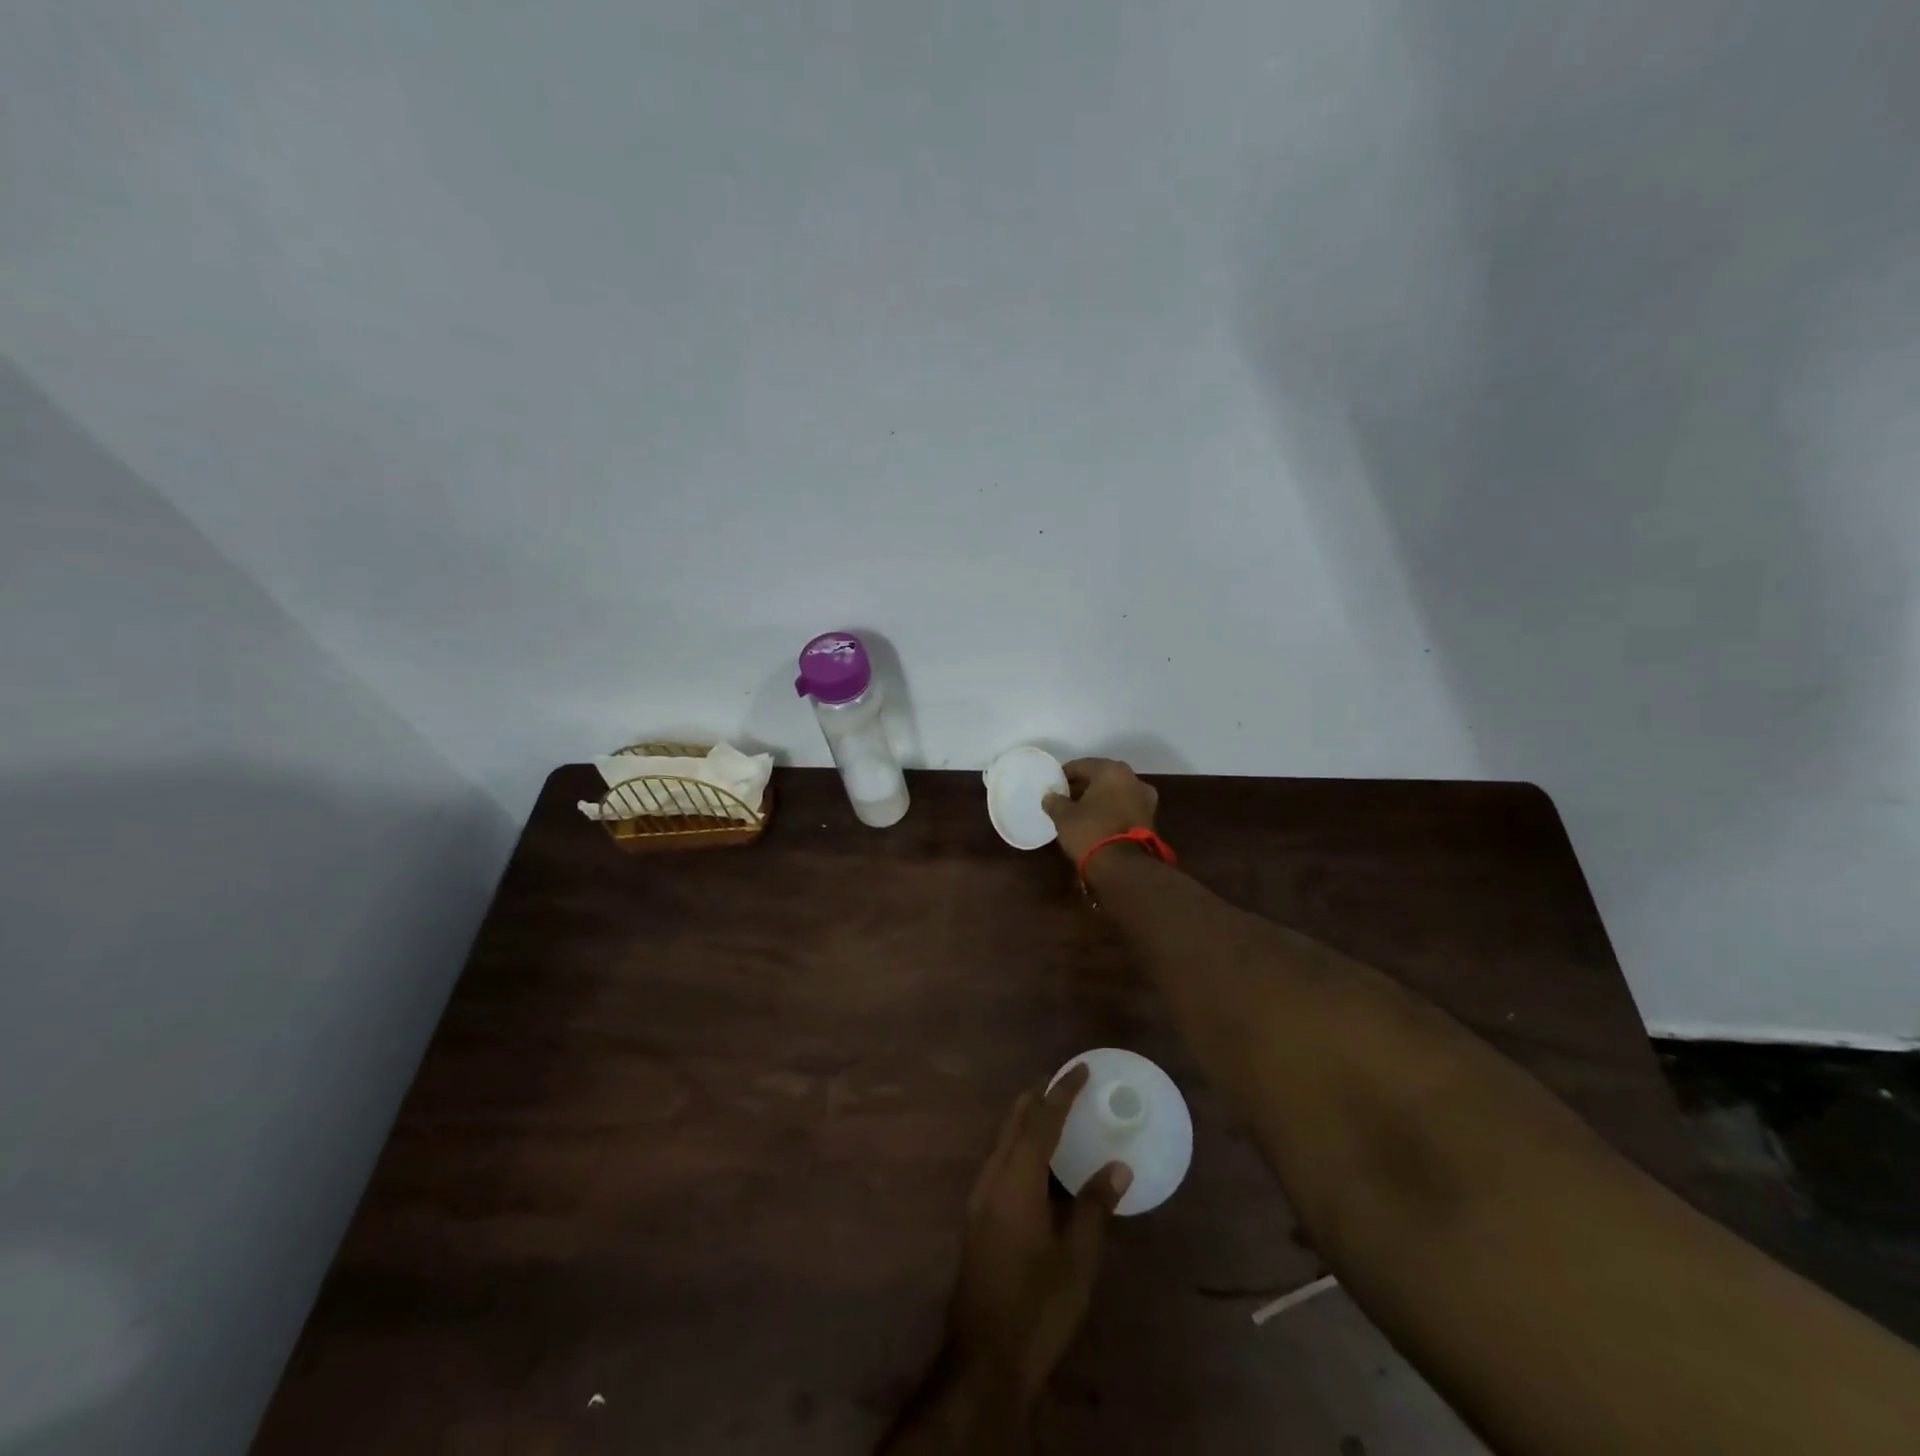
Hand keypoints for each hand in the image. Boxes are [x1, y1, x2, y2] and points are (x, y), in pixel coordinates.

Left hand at [948, 1064, 1132, 1398]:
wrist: (983, 1359)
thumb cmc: (1037, 1306)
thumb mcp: (1077, 1260)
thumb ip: (1094, 1207)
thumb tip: (1117, 1166)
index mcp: (1016, 1182)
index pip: (1040, 1122)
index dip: (1060, 1093)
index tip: (1079, 1069)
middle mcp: (992, 1179)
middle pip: (1013, 1123)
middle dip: (1037, 1098)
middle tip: (1063, 1082)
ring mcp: (979, 1198)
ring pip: (1002, 1141)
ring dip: (1026, 1121)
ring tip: (1053, 1113)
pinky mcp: (977, 1217)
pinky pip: (999, 1161)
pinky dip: (1019, 1146)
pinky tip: (1037, 1163)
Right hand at [1042, 758, 1158, 866]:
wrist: (1124, 866)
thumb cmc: (1091, 831)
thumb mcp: (1064, 817)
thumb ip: (1055, 802)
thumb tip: (1050, 796)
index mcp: (1111, 770)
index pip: (1082, 765)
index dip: (1066, 774)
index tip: (1054, 784)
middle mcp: (1133, 778)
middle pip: (1102, 777)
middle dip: (1084, 785)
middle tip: (1066, 796)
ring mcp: (1145, 799)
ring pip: (1116, 792)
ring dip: (1100, 798)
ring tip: (1081, 810)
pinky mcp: (1150, 819)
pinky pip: (1125, 807)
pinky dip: (1112, 810)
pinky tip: (1098, 821)